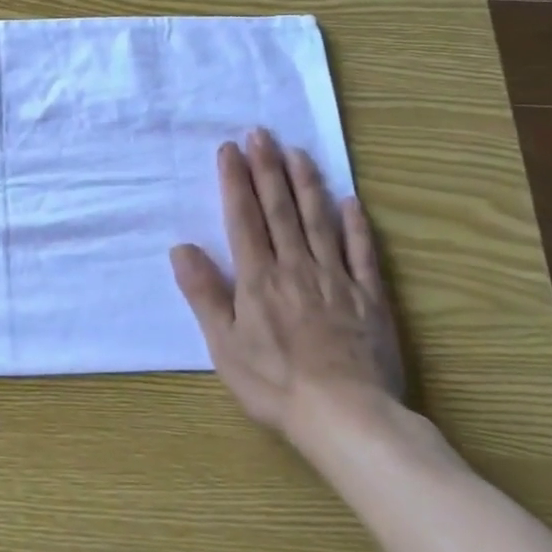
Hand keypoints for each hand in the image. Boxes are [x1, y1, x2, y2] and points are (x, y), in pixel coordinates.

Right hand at [171, 127, 403, 450]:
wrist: (348, 418)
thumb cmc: (275, 384)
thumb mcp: (224, 345)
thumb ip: (204, 293)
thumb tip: (181, 247)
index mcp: (258, 278)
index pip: (244, 217)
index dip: (235, 181)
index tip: (229, 149)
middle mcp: (296, 267)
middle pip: (280, 209)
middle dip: (268, 168)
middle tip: (262, 134)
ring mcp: (337, 280)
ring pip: (319, 221)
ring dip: (307, 184)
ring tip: (298, 153)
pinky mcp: (370, 299)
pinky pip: (363, 254)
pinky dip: (356, 225)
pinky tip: (350, 202)